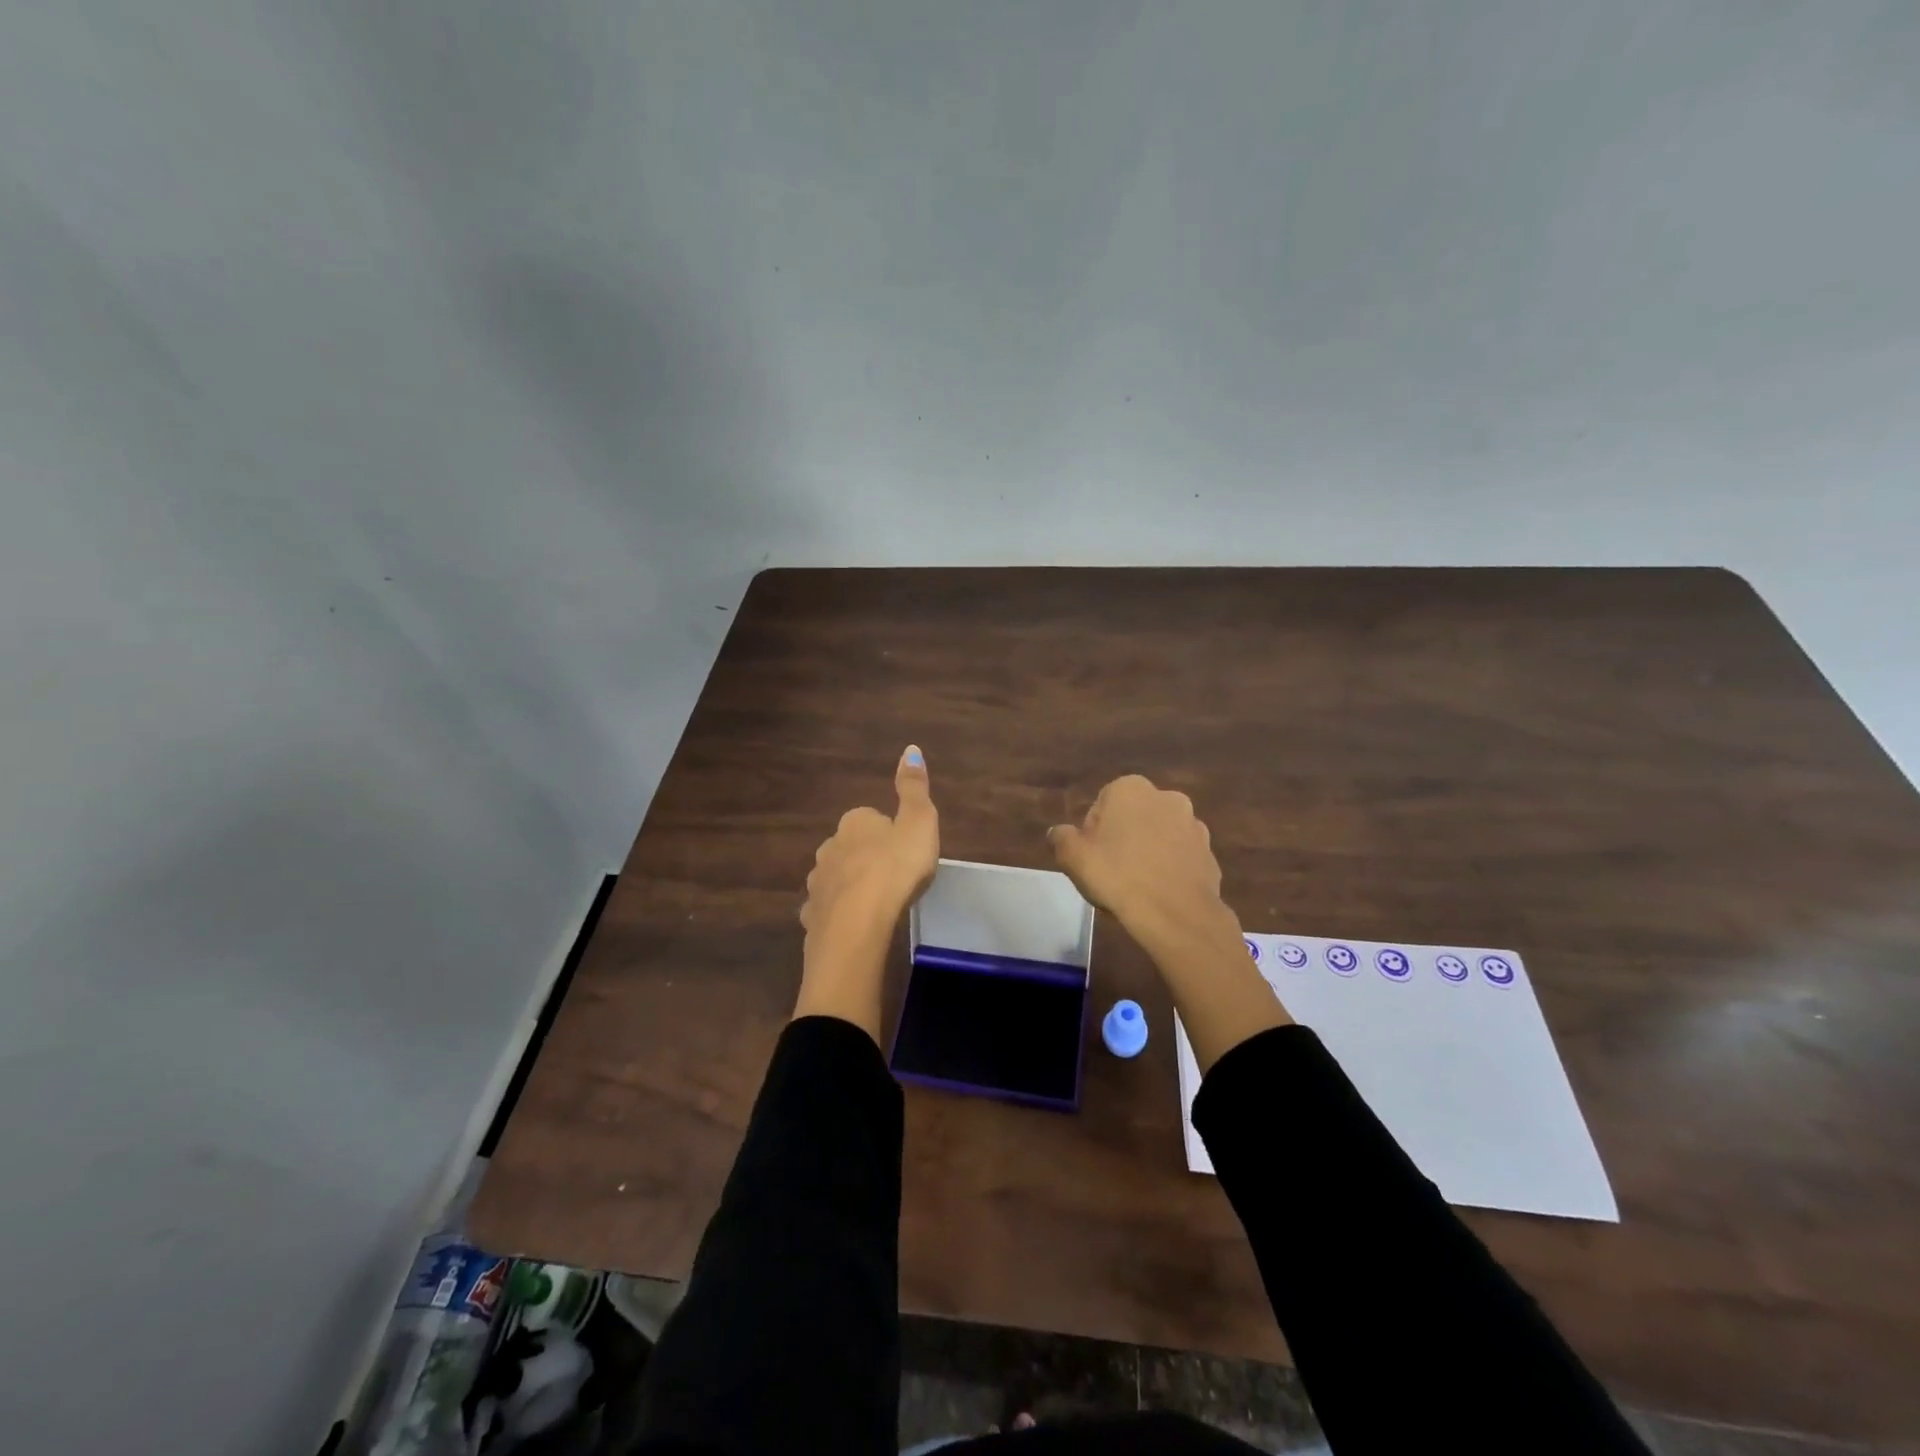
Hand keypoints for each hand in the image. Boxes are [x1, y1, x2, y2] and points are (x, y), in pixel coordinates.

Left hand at [794, 746, 939, 1039]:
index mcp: (855, 823)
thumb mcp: (919, 823)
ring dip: (850, 885)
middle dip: (865, 857)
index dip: (887, 832)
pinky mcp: (812, 916)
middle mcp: (829, 847)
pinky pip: (827, 910)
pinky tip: (854, 926)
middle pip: (848, 847)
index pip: (869, 818)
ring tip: (874, 903)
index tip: (904, 849)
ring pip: (834, 877)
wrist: (858, 924)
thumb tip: (910, 748)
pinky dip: (837, 914)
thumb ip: (914, 789)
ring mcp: (817, 883)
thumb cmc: (895, 869)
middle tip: (891, 877)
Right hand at [1047, 775, 1234, 952]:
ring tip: (1136, 888)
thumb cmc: (1118, 876)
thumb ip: (1062, 838)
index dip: (1092, 835)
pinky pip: (1180, 859)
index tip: (1092, 859)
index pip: (1100, 807)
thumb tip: (1059, 833)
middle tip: (1111, 873)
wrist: (1176, 914)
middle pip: (1132, 819)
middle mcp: (1166, 797)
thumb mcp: (1073, 857)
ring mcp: (1193, 825)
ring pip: (1159, 837)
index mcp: (1131, 788)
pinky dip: (1170, 870)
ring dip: (1148, 853)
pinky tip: (1158, 894)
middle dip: (1122, 840)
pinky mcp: (1209, 854)